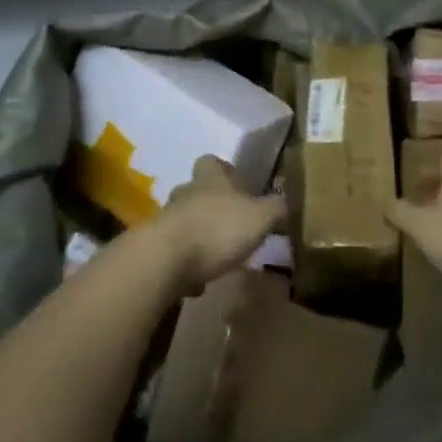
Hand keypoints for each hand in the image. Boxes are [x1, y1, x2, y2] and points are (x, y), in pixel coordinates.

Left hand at [154, 155, 284, 294]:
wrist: (166, 260)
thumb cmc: (217, 228)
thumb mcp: (260, 217)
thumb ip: (275, 208)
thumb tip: (285, 201)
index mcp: (209, 178)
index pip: (212, 162)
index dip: (224, 170)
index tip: (239, 184)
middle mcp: (185, 192)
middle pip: (198, 191)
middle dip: (213, 205)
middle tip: (233, 223)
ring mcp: (167, 219)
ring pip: (186, 220)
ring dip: (200, 234)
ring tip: (219, 255)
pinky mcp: (156, 247)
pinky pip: (175, 251)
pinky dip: (187, 262)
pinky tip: (200, 280)